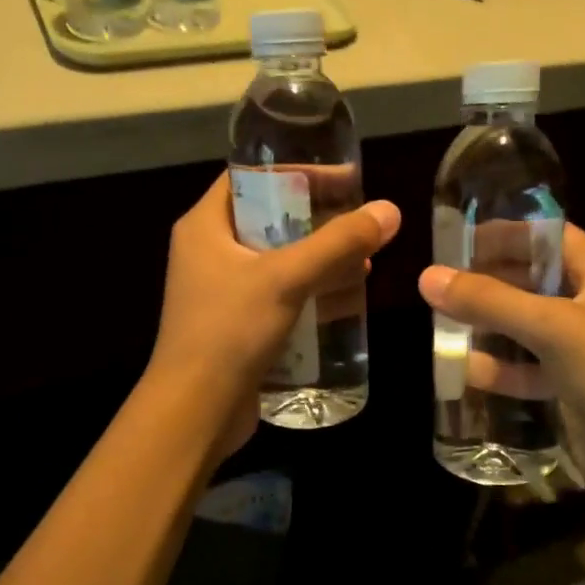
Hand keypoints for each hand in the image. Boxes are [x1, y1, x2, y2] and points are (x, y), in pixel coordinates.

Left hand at [151, 172, 400, 455]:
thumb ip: (337, 243)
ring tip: (364, 257)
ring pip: (277, 259)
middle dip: (317, 218)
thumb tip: (389, 210)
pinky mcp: (236, 324)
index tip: (343, 178)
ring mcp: (221, 290)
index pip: (250, 177)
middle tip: (361, 220)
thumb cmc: (229, 331)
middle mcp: (208, 251)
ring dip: (319, 256)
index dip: (297, 173)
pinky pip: (278, 293)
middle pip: (269, 218)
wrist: (195, 411)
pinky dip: (309, 289)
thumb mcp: (286, 278)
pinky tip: (345, 296)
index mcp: (204, 226)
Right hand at [420, 225, 584, 507]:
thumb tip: (428, 277)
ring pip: (527, 326)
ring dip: (489, 326)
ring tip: (442, 322)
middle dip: (489, 281)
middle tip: (440, 284)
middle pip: (533, 280)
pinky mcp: (573, 387)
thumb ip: (489, 301)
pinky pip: (529, 368)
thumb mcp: (552, 327)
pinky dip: (501, 369)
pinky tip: (466, 371)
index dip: (505, 234)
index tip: (457, 241)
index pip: (548, 236)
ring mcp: (584, 348)